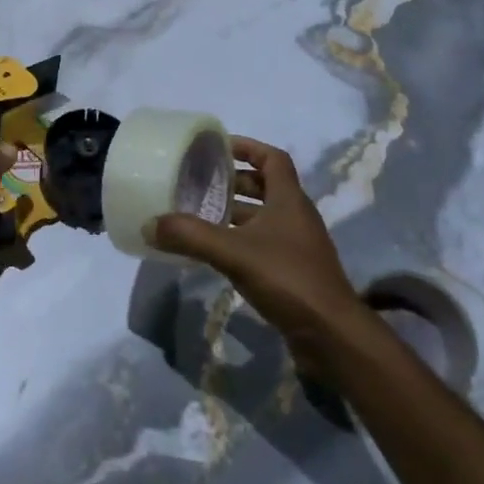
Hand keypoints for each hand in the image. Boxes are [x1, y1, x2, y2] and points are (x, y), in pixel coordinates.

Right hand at [147, 137, 361, 359]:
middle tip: (201, 182)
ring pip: (264, 217)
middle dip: (234, 181)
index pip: (273, 158)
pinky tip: (217, 253)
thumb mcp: (234, 252)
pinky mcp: (294, 272)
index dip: (248, 147)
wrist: (333, 336)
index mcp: (289, 199)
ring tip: (201, 215)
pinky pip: (264, 243)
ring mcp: (297, 246)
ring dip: (236, 213)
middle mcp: (296, 216)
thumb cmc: (288, 279)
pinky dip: (240, 240)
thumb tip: (149, 224)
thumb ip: (191, 236)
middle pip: (266, 186)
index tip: (218, 147)